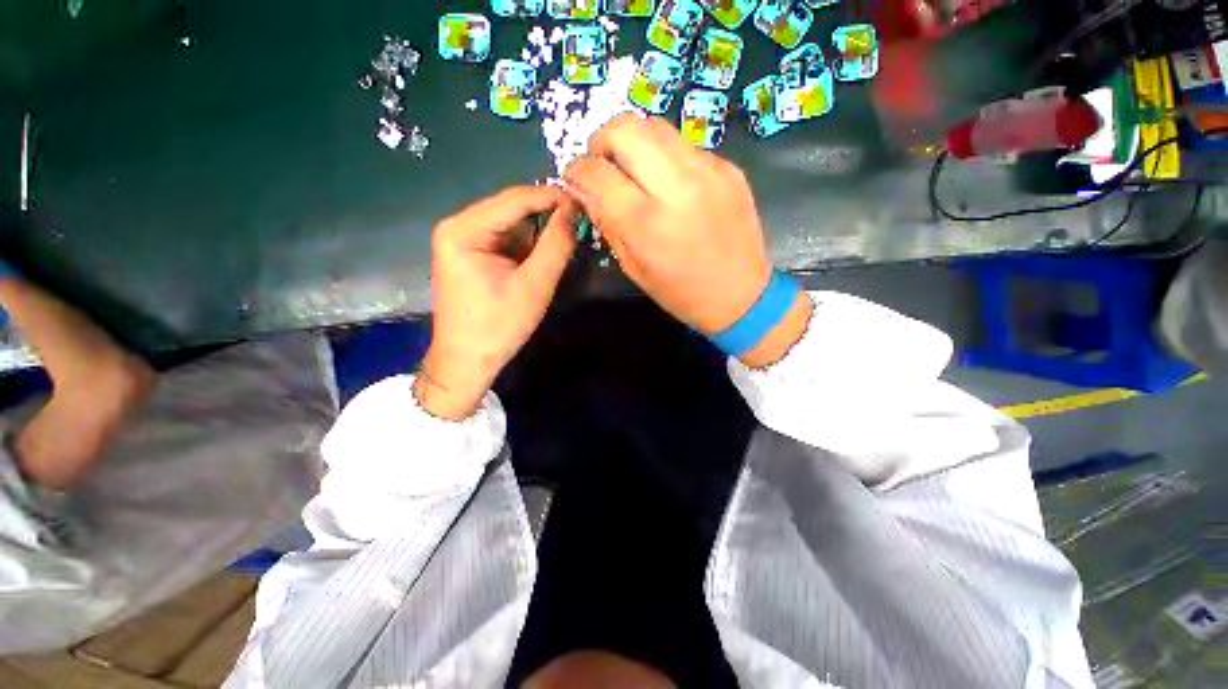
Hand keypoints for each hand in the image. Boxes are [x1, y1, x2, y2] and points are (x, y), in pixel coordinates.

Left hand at [417, 186, 578, 419]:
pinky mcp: (472, 254)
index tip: (586, 202)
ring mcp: (464, 239)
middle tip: (582, 222)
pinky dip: (529, 245)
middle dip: (547, 215)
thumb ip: (556, 245)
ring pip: (512, 224)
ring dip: (540, 232)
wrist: (467, 361)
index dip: (553, 197)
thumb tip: (575, 210)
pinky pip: (507, 239)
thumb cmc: (498, 326)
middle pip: (512, 209)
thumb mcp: (535, 285)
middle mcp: (459, 226)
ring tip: (569, 239)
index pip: (515, 199)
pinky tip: (546, 254)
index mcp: (464, 230)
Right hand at [563, 115, 809, 366]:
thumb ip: (606, 222)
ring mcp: (708, 171)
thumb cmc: (681, 293)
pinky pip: (684, 145)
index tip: (574, 177)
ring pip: (655, 126)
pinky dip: (666, 157)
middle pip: (625, 128)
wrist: (741, 295)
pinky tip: (670, 183)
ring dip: (633, 142)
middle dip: (602, 141)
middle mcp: (677, 186)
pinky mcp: (729, 168)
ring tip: (633, 168)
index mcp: (647, 222)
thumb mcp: (633, 267)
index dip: (576, 170)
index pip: (597, 172)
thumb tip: (582, 188)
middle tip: (603, 164)